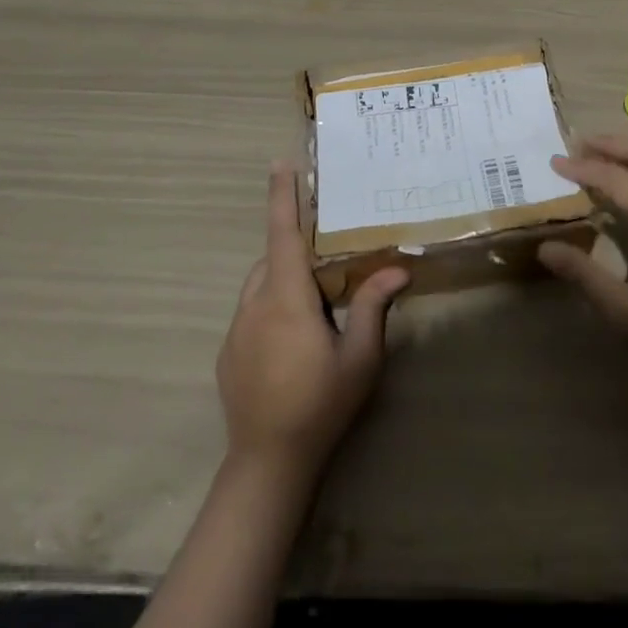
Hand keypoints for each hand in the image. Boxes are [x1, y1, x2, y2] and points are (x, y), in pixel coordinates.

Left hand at [217, 165, 409, 478]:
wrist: (266, 465)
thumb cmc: (319, 406)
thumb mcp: (359, 359)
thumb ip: (373, 307)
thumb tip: (398, 268)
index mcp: (286, 299)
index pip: (283, 234)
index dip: (282, 197)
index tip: (279, 163)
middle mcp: (255, 304)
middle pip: (273, 258)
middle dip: (296, 247)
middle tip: (328, 256)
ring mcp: (236, 330)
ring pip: (261, 284)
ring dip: (285, 278)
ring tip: (316, 302)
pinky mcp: (228, 353)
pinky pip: (251, 311)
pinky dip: (272, 306)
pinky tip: (293, 342)